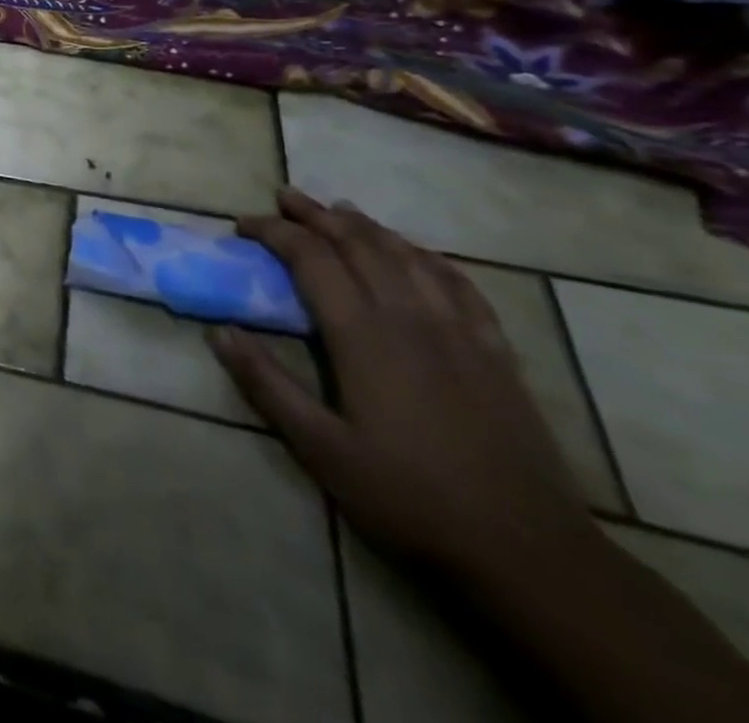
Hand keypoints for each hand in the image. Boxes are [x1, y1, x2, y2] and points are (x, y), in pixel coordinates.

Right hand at [208, 188, 597, 584]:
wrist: (530, 554)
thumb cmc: (409, 499)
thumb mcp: (320, 448)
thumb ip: (267, 384)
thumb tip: (218, 331)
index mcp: (363, 335)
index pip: (310, 259)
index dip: (274, 232)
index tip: (243, 224)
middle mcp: (409, 318)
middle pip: (359, 244)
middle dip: (317, 214)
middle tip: (285, 195)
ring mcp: (460, 333)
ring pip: (408, 256)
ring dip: (368, 226)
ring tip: (340, 209)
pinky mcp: (496, 355)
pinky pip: (461, 286)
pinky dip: (430, 258)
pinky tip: (419, 254)